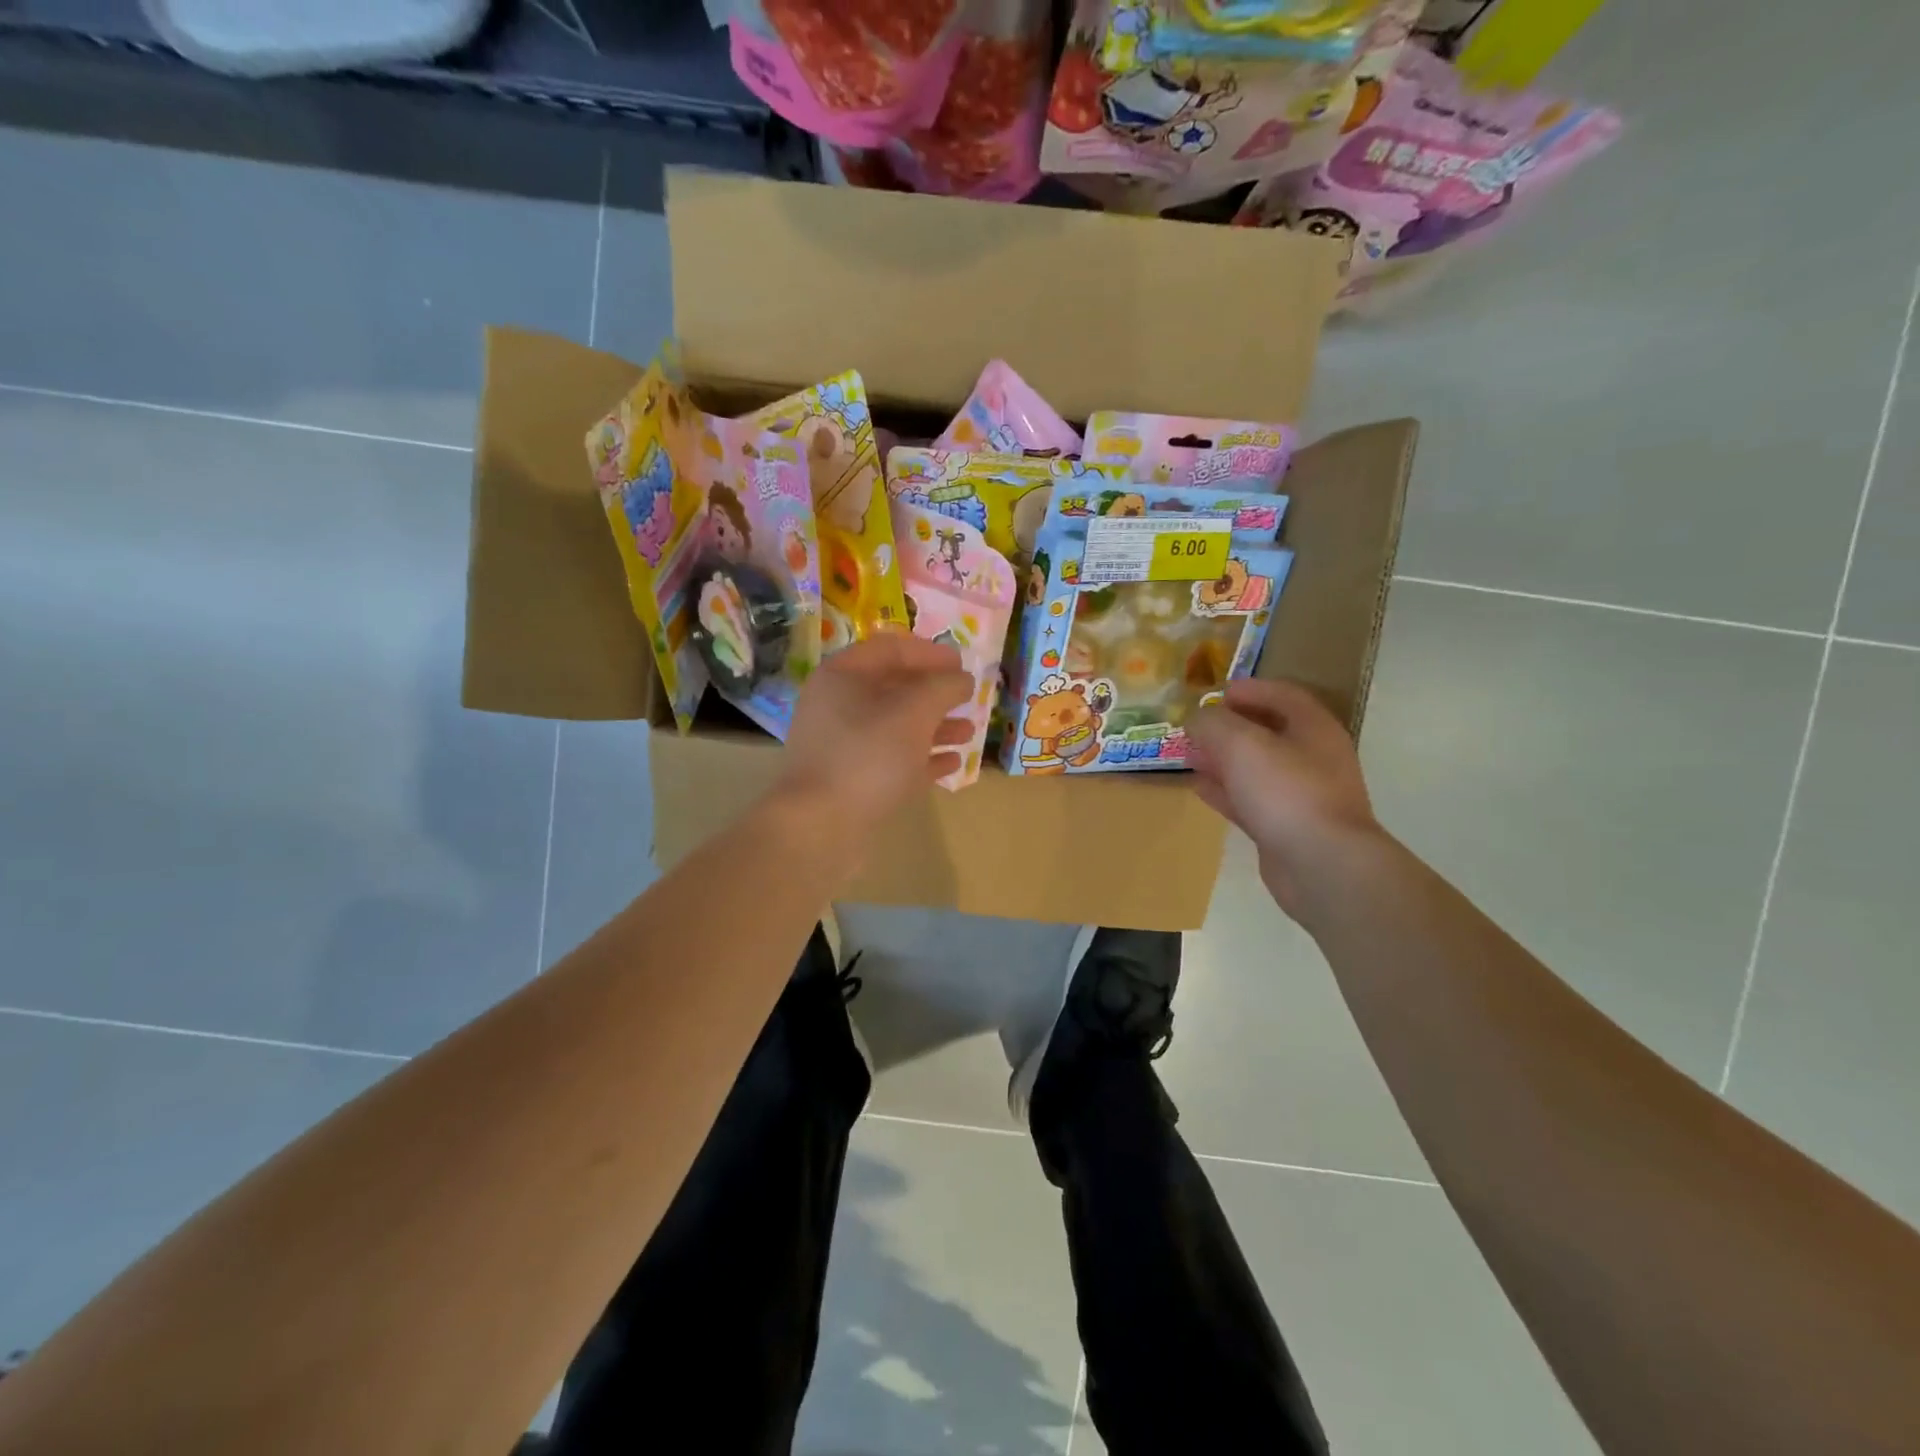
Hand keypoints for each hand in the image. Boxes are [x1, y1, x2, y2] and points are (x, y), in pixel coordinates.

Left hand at [774, 633, 976, 835]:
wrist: (820, 827)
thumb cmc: (868, 755)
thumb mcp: (915, 710)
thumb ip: (943, 687)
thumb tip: (961, 679)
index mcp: (843, 676)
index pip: (891, 648)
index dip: (930, 652)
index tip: (963, 664)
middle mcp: (838, 705)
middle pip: (894, 687)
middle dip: (935, 693)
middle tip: (969, 698)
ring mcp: (843, 746)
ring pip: (896, 726)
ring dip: (934, 726)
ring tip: (969, 732)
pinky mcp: (852, 781)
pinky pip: (893, 760)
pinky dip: (922, 758)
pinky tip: (952, 763)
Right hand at [1188, 679, 1381, 916]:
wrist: (1322, 865)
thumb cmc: (1285, 790)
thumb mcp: (1239, 743)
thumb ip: (1212, 724)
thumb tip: (1196, 720)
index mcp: (1314, 728)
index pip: (1282, 695)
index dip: (1249, 689)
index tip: (1216, 694)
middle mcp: (1314, 757)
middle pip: (1269, 731)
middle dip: (1229, 727)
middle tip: (1196, 728)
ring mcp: (1302, 795)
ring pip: (1257, 768)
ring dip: (1223, 760)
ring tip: (1190, 756)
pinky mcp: (1287, 827)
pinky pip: (1252, 800)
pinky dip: (1226, 791)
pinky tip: (1199, 788)